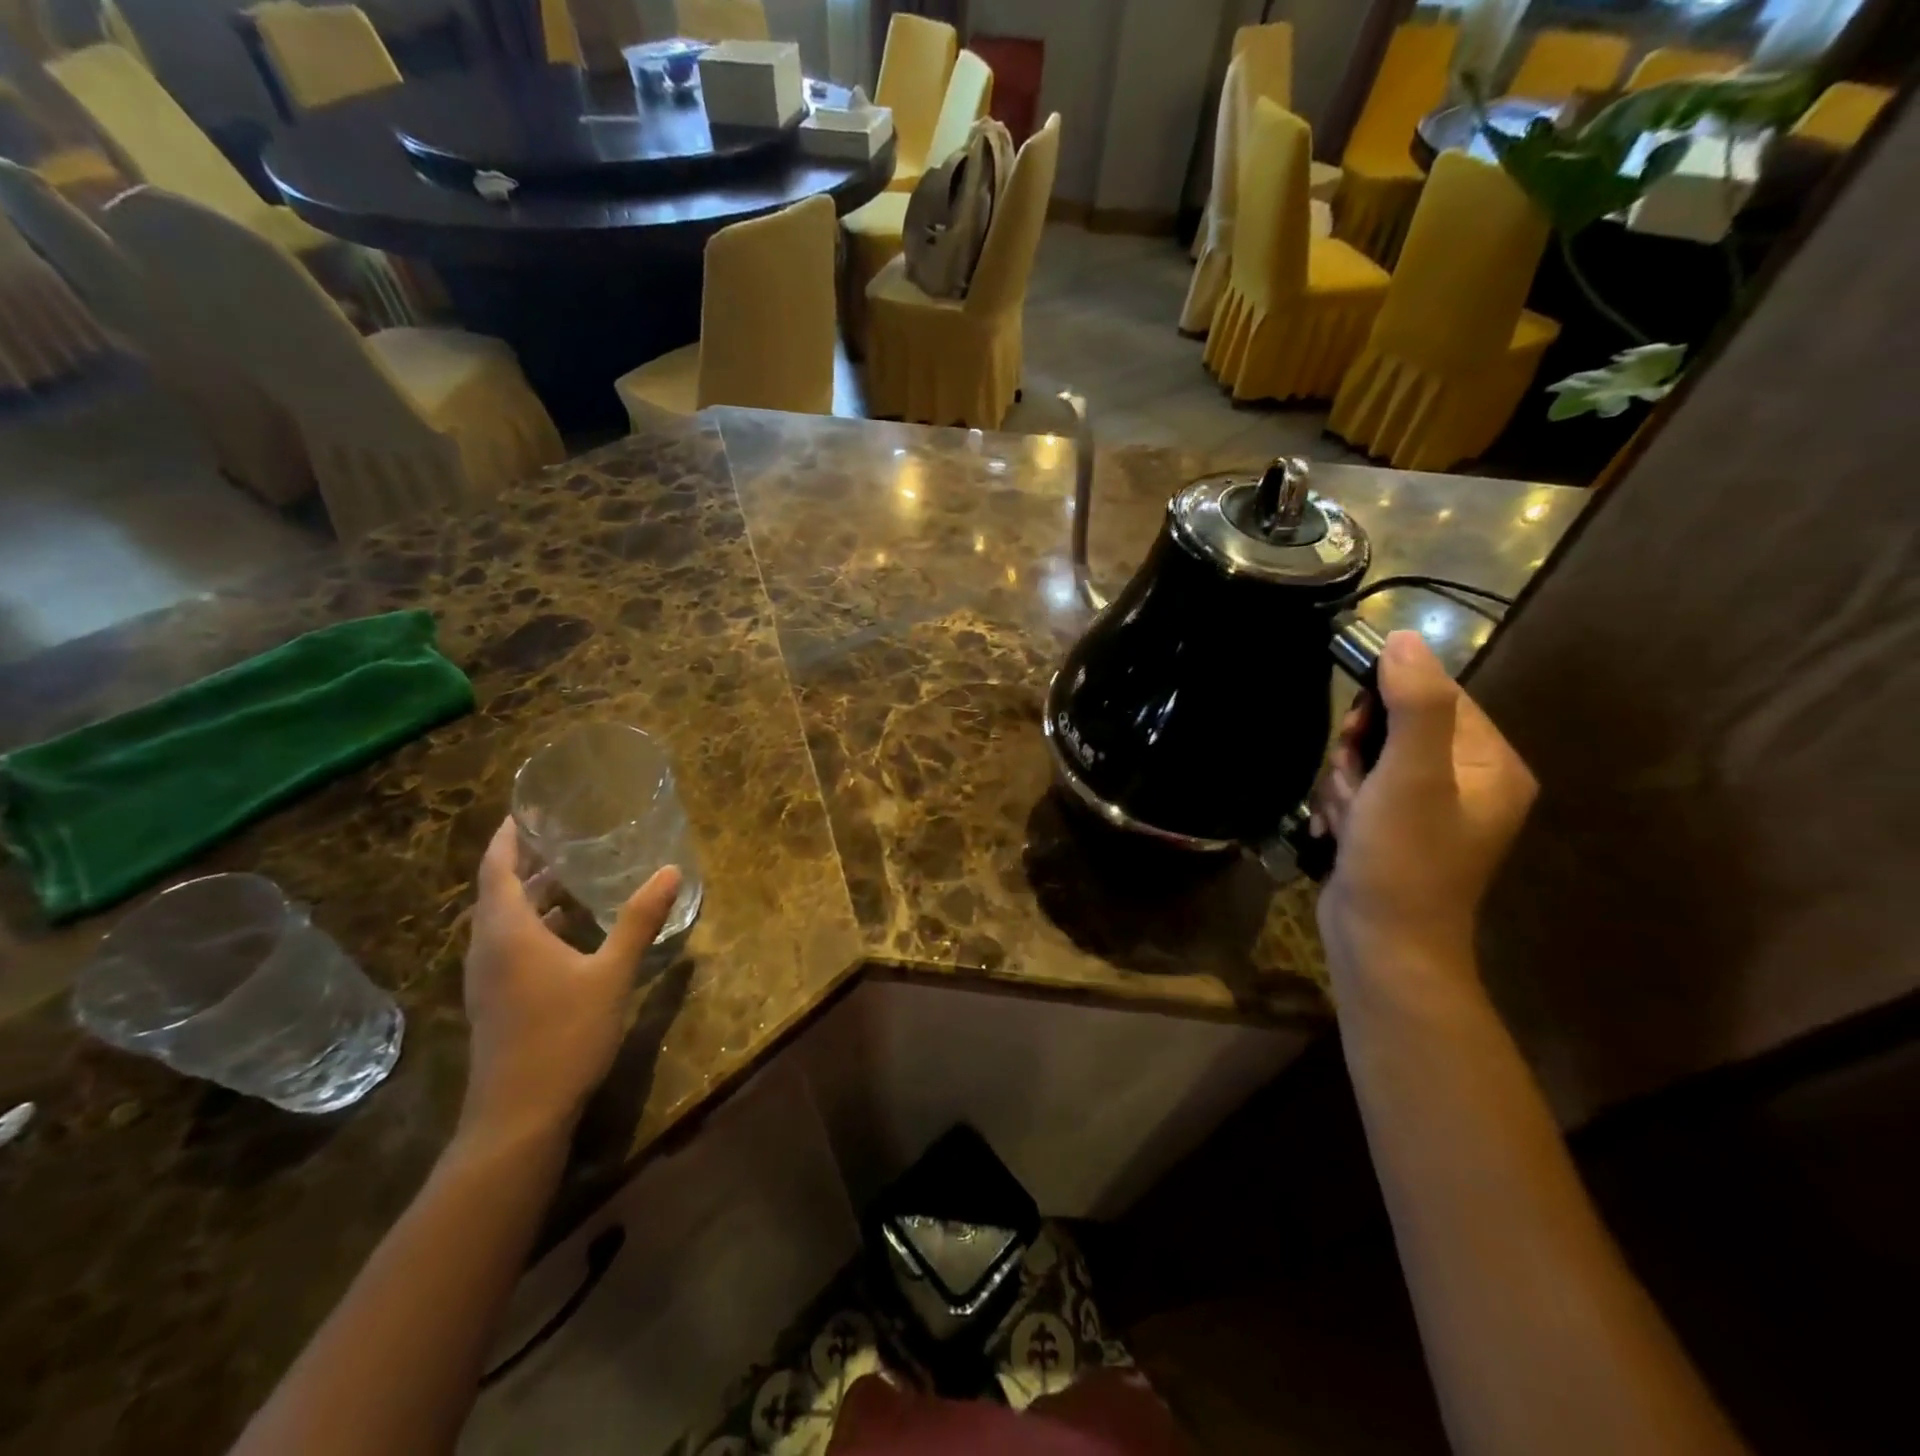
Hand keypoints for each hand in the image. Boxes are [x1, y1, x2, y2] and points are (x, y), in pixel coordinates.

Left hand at [459, 818, 682, 1143]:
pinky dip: (534, 925)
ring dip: (531, 895)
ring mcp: (487, 977)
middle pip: (498, 892)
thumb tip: (670, 871)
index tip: (528, 810)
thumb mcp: (611, 974)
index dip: (509, 837)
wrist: (518, 1116)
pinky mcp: (495, 1000)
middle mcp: (488, 948)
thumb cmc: (564, 1034)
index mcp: (508, 932)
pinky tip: (569, 930)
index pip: (498, 868)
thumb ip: (638, 920)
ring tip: (570, 875)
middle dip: (526, 862)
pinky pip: (508, 944)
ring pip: (502, 921)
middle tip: (562, 835)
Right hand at [1314, 632, 1537, 993]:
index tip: (1357, 737)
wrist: (1381, 946)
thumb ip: (1413, 704)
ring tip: (1346, 819)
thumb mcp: (1410, 777)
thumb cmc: (1403, 861)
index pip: (1435, 695)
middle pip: (1395, 726)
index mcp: (1491, 762)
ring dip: (1342, 781)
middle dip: (1358, 753)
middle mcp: (1467, 779)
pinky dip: (1340, 803)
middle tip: (1354, 787)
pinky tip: (1338, 832)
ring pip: (1368, 757)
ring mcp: (1428, 806)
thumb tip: (1404, 636)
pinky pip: (1360, 788)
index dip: (1384, 706)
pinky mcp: (1394, 827)